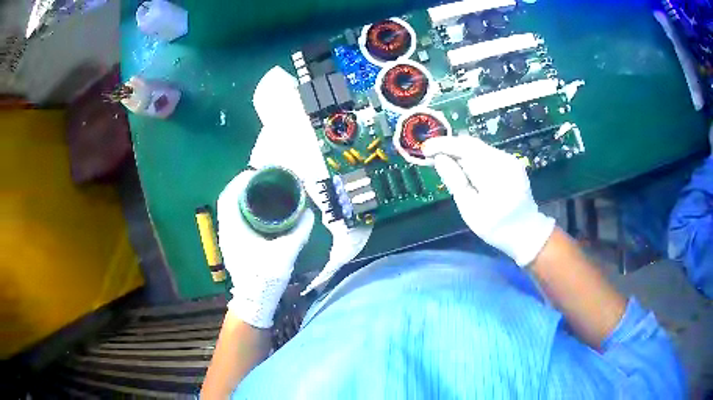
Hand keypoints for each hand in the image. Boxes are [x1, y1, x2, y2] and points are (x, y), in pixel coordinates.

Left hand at [217, 170, 313, 328]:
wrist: (254, 302)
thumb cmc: (264, 278)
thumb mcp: (285, 254)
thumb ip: (298, 232)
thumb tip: (308, 213)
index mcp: (233, 229)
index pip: (229, 196)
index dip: (241, 180)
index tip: (258, 172)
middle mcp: (226, 230)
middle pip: (230, 199)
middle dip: (244, 186)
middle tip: (264, 179)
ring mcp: (228, 238)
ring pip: (232, 209)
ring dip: (244, 197)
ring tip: (263, 190)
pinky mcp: (233, 244)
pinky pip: (236, 218)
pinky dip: (245, 209)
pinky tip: (261, 210)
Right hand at [423, 136, 554, 265]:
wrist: (527, 232)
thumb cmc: (497, 227)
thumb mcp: (471, 209)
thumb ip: (455, 181)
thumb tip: (439, 158)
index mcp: (494, 172)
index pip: (464, 148)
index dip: (443, 145)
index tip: (424, 149)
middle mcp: (504, 159)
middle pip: (472, 144)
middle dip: (449, 146)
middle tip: (430, 155)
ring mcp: (510, 159)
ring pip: (478, 148)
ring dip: (459, 152)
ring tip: (443, 161)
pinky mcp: (511, 163)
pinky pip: (486, 154)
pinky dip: (471, 157)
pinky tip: (463, 167)